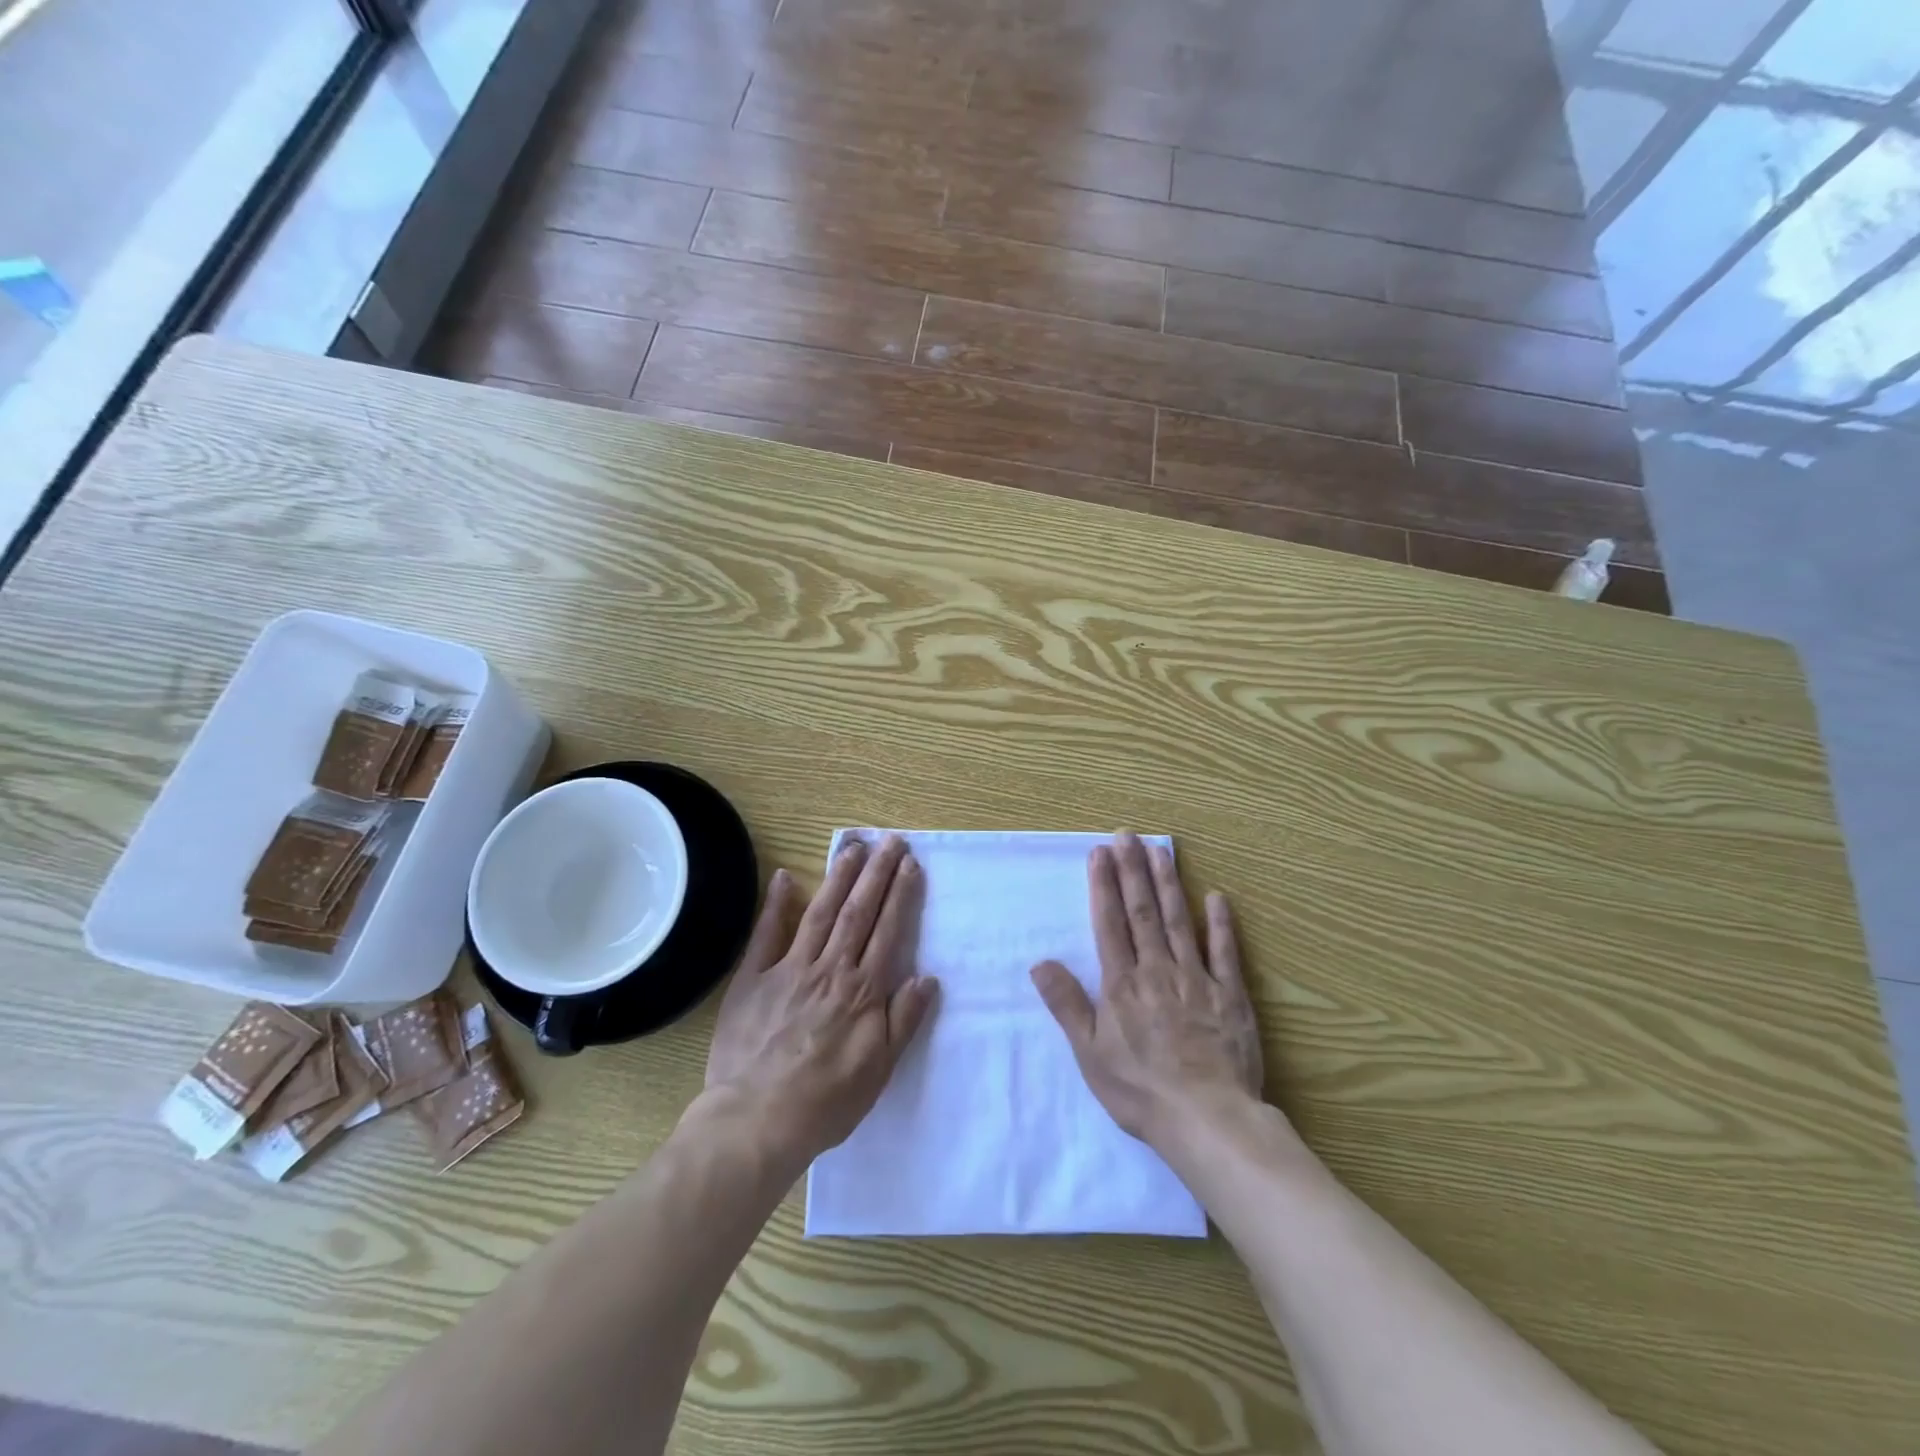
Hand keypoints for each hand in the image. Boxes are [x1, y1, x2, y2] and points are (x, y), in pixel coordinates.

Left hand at [704, 835, 938, 1168]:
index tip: (910, 865)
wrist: (756, 1120)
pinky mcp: (754, 978)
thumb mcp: (880, 1070)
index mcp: (863, 990)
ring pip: (821, 912)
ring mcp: (789, 968)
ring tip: (853, 846)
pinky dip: (777, 904)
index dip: (901, 895)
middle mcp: (830, 969)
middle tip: (890, 840)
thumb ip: (904, 1020)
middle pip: (859, 911)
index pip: (888, 931)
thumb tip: (926, 977)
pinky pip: (766, 934)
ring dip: (839, 877)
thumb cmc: (826, 1101)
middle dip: (877, 873)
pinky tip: (786, 877)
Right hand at [1032, 832, 1262, 1147]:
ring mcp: (1197, 980)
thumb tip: (1040, 962)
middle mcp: (1157, 971)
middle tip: (1127, 835)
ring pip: (1179, 922)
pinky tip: (1216, 897)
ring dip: (1168, 884)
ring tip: (1160, 850)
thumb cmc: (1140, 1090)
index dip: (1104, 886)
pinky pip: (1225, 953)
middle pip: (1143, 912)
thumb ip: (1067, 1004)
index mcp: (1122, 984)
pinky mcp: (1230, 996)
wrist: (1206, 1119)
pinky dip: (1221, 924)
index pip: (1110, 923)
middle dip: (1133, 871)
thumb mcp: (1089, 1053)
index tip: (1100, 853)